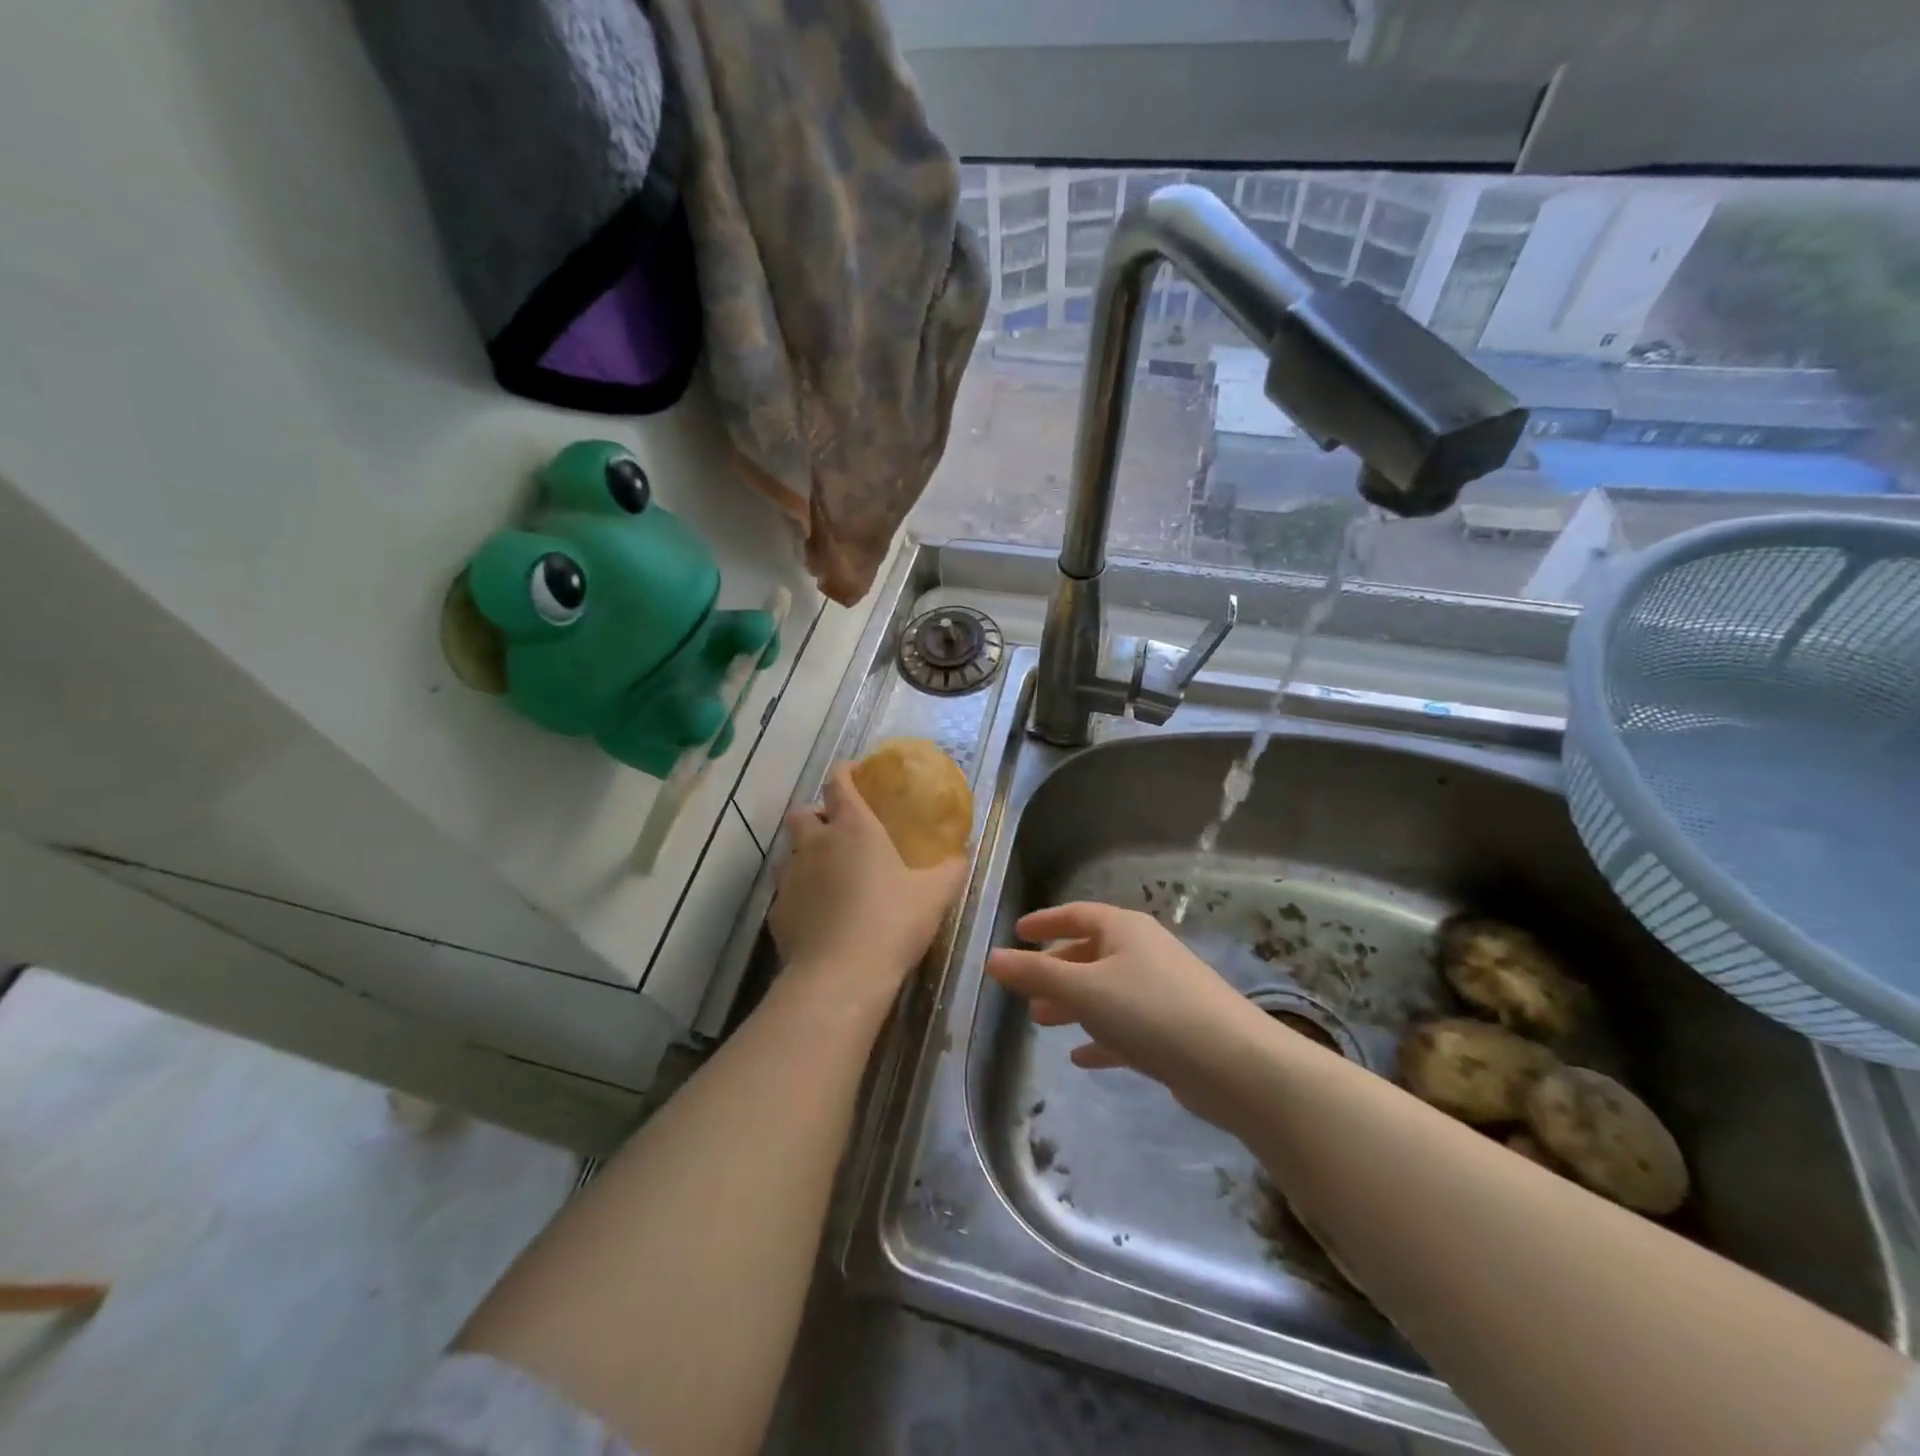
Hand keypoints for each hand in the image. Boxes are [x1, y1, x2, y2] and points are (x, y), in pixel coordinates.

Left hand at [771, 764, 967, 1006]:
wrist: (840, 976)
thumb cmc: (892, 922)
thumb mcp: (934, 895)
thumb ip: (950, 870)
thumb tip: (963, 856)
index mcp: (853, 828)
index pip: (839, 782)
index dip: (846, 771)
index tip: (856, 772)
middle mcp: (815, 844)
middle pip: (802, 812)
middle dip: (816, 814)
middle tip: (838, 830)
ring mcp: (791, 877)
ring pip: (789, 852)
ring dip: (805, 854)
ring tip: (828, 873)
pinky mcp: (777, 912)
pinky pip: (786, 891)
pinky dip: (800, 893)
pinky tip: (818, 913)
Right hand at [986, 902, 1286, 1126]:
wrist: (1234, 1065)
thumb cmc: (1151, 1011)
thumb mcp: (1084, 989)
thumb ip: (1036, 973)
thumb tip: (991, 957)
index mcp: (1124, 929)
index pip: (1077, 914)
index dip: (1045, 921)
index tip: (1018, 932)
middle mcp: (1143, 952)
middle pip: (1090, 953)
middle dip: (1055, 970)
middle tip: (1024, 990)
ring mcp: (1161, 990)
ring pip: (1105, 990)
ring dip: (1073, 1004)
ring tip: (1041, 1022)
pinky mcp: (1173, 1029)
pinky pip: (1126, 1025)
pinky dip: (1101, 1036)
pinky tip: (1082, 1058)